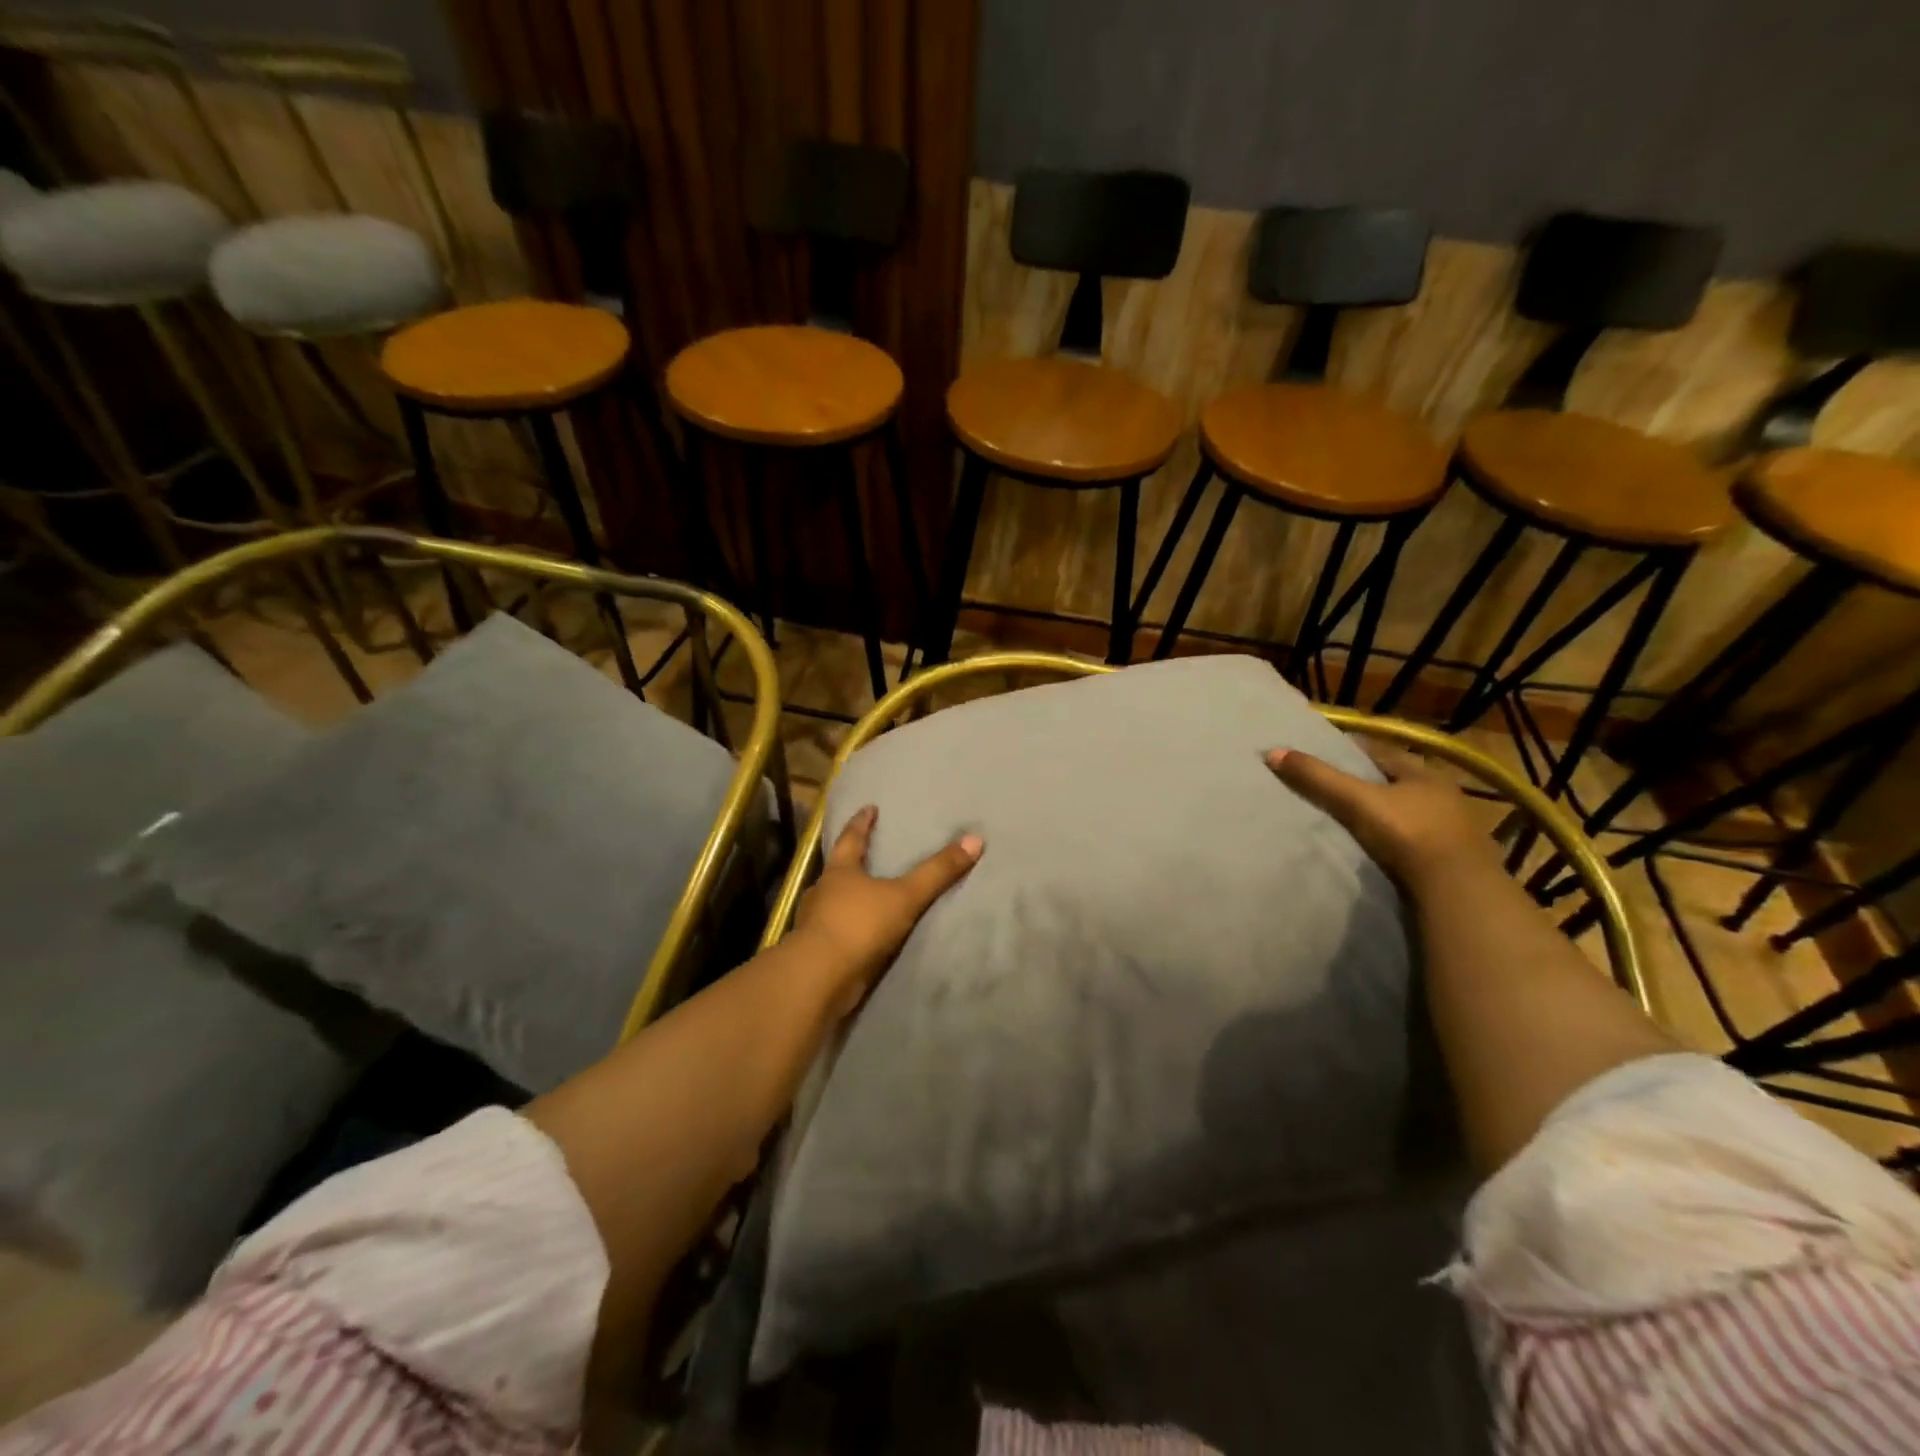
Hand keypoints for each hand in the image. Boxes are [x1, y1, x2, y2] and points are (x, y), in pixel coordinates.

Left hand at [791, 805, 983, 1016]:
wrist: (819, 977)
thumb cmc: (859, 925)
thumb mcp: (905, 896)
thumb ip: (937, 872)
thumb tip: (975, 839)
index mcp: (840, 871)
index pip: (851, 839)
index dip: (862, 823)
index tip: (869, 808)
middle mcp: (823, 892)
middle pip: (838, 870)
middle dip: (852, 862)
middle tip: (868, 854)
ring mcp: (815, 923)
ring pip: (833, 903)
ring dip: (847, 899)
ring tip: (867, 897)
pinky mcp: (816, 952)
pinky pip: (835, 933)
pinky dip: (848, 930)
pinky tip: (860, 936)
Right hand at [1265, 740, 1494, 885]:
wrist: (1458, 890)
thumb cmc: (1408, 833)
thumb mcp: (1356, 801)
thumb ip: (1317, 778)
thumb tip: (1273, 752)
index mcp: (1424, 773)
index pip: (1381, 753)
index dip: (1351, 752)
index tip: (1324, 756)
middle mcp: (1443, 795)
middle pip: (1396, 783)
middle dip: (1368, 785)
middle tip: (1332, 790)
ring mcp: (1454, 829)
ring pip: (1409, 813)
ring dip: (1385, 816)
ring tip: (1351, 822)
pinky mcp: (1454, 860)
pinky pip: (1417, 842)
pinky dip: (1397, 842)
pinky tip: (1378, 850)